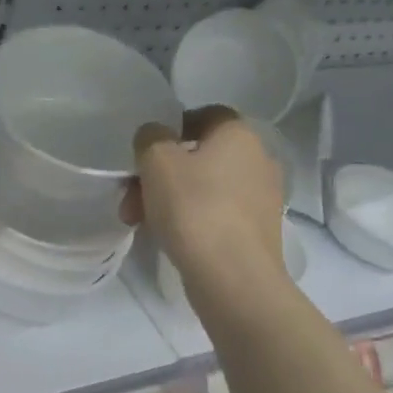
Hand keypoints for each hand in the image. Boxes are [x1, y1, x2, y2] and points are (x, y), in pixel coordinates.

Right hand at [122, 106, 292, 312]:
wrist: (233, 277)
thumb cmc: (194, 208)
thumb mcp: (157, 161)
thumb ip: (150, 137)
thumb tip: (155, 135)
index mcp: (239, 134)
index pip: (205, 115)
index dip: (172, 128)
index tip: (146, 152)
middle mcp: (258, 160)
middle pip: (199, 156)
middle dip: (159, 175)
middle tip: (131, 199)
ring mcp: (261, 198)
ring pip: (204, 188)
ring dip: (169, 199)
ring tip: (139, 223)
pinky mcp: (257, 231)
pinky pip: (216, 214)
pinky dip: (191, 220)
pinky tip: (168, 238)